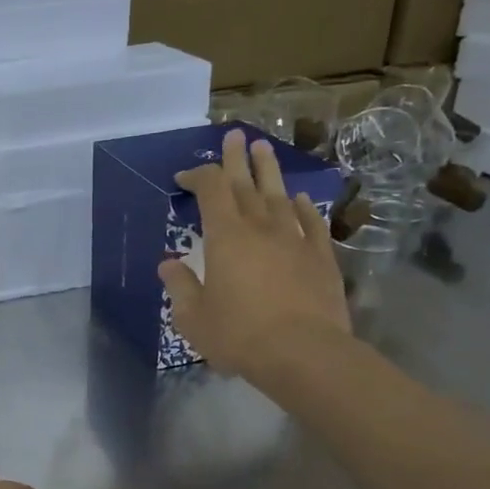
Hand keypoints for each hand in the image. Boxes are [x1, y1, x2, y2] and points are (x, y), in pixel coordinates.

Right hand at [159, 127, 352, 392]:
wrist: (304, 353)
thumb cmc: (239, 335)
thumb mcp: (193, 317)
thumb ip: (180, 287)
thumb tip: (168, 265)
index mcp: (225, 237)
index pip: (210, 191)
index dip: (198, 176)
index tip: (184, 176)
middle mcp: (260, 228)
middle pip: (246, 183)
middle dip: (236, 159)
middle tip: (234, 135)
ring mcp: (295, 239)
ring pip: (279, 195)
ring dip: (269, 171)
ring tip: (264, 149)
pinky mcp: (321, 257)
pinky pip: (310, 223)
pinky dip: (302, 208)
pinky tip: (299, 199)